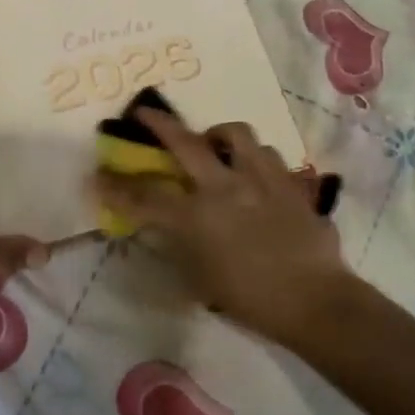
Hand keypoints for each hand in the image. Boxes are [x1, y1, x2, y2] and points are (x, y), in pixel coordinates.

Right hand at [91, 108, 350, 342]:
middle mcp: (226, 186)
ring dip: (218, 136)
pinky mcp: (289, 181)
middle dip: (160, 124)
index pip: (146, 196)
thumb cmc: (251, 300)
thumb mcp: (201, 279)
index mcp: (198, 217)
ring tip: (215, 146)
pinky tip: (254, 172)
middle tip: (144, 113)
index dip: (117, 187)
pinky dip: (254, 158)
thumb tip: (169, 224)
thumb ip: (181, 244)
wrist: (315, 300)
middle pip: (186, 142)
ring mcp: (261, 178)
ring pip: (236, 134)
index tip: (98, 176)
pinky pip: (268, 154)